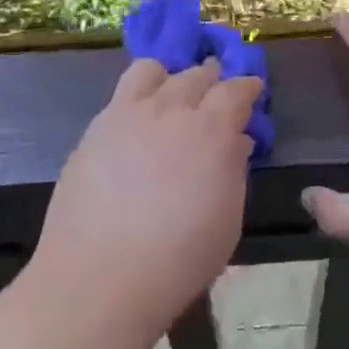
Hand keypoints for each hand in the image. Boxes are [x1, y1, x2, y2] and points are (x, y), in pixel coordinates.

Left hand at [32, 58, 260, 332]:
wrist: (100, 278)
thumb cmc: (179, 259)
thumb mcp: (228, 219)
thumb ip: (234, 171)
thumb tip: (235, 141)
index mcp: (213, 129)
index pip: (237, 90)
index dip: (248, 86)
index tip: (253, 89)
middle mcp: (173, 109)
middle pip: (198, 74)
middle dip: (212, 80)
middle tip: (214, 95)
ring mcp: (129, 114)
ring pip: (152, 70)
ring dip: (169, 77)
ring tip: (170, 96)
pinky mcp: (96, 128)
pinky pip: (121, 94)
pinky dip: (137, 97)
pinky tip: (136, 122)